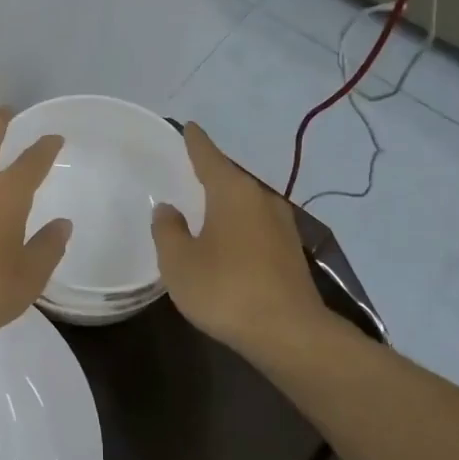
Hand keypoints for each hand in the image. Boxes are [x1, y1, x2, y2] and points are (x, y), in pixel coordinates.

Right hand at [152, 123, 325, 357]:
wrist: (288, 333)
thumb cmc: (225, 289)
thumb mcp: (179, 261)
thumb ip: (168, 230)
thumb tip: (168, 209)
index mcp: (232, 192)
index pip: (208, 155)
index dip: (195, 142)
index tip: (188, 126)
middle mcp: (261, 199)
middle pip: (230, 178)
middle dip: (210, 174)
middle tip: (187, 171)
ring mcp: (281, 226)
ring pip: (246, 204)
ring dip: (226, 204)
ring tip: (203, 208)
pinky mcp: (290, 253)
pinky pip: (256, 227)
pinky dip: (239, 227)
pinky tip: (227, 242)